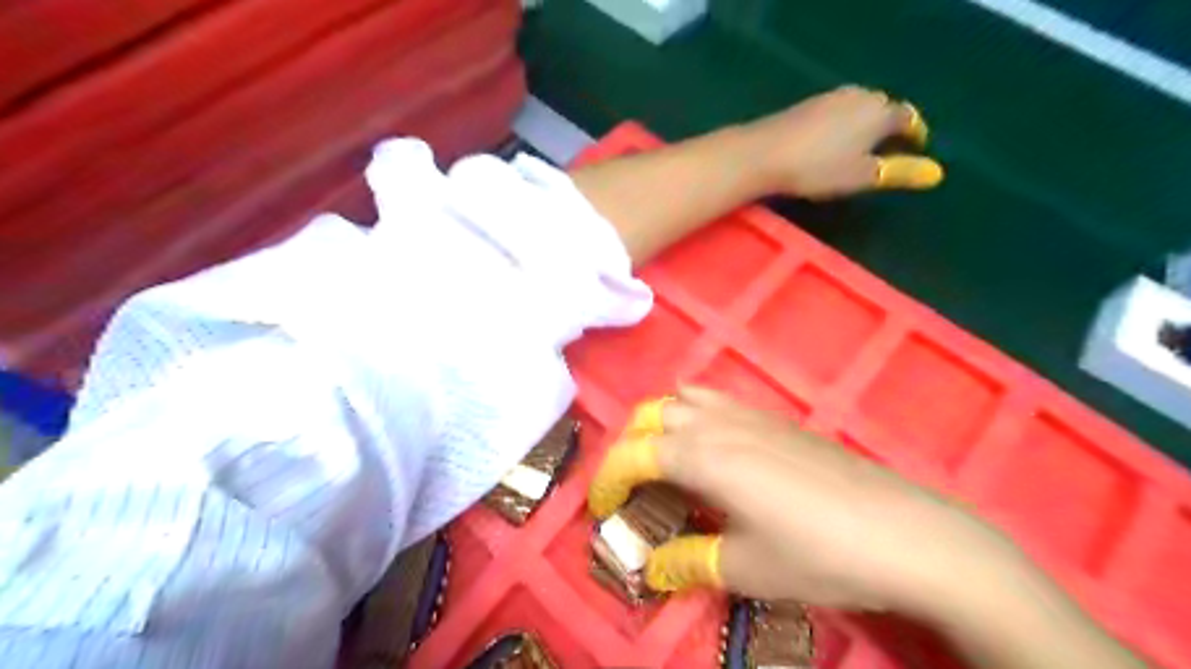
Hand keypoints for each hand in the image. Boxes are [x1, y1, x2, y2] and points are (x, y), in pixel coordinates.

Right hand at [585, 388, 1013, 616]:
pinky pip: (715, 399)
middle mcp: (717, 424)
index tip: (601, 507)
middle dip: (628, 446)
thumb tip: (653, 567)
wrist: (901, 530)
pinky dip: (691, 411)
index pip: (635, 454)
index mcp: (702, 458)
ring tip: (660, 460)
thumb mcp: (744, 568)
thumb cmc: (817, 552)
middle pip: (652, 416)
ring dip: (658, 424)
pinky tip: (706, 440)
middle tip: (628, 485)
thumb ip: (689, 561)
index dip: (608, 478)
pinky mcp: (774, 418)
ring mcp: (748, 415)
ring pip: (682, 400)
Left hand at [747, 84, 946, 199]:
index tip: (917, 146)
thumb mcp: (862, 176)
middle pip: (884, 106)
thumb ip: (899, 172)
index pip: (908, 118)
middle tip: (889, 146)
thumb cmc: (818, 168)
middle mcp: (859, 96)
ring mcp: (830, 97)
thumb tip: (937, 173)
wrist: (764, 153)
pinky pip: (836, 109)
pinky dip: (843, 121)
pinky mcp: (807, 104)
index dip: (915, 132)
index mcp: (880, 112)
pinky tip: (832, 138)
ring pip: (859, 105)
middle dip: (890, 124)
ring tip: (862, 143)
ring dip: (865, 121)